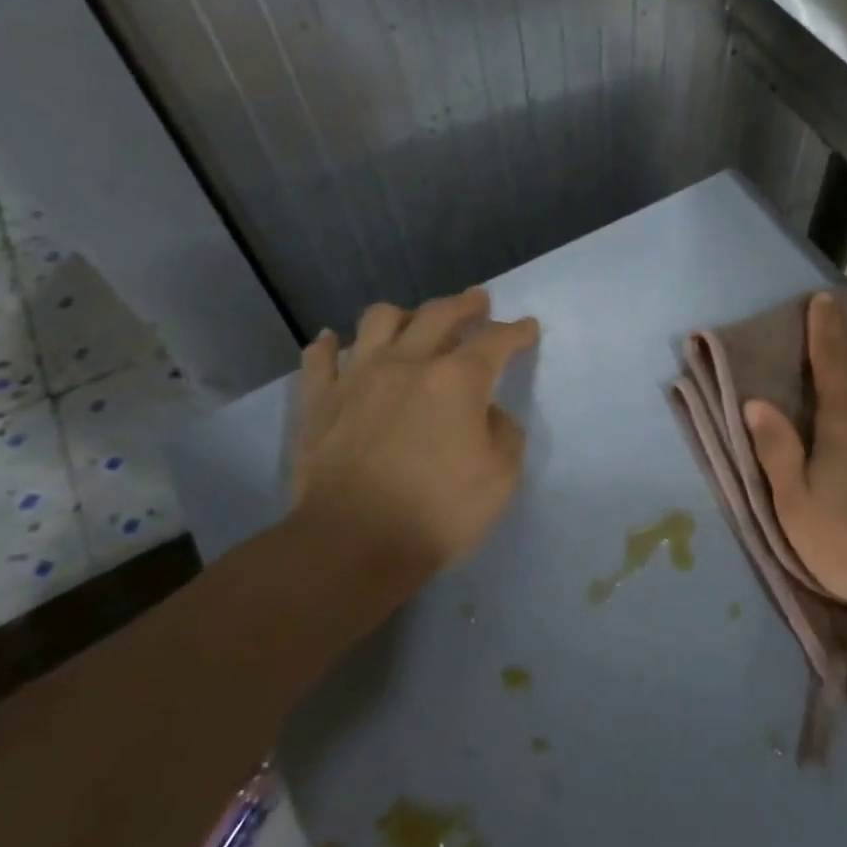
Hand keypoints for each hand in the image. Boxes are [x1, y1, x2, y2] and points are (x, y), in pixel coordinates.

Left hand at [289, 287, 538, 580]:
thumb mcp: (501, 479)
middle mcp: (408, 364)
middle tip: (477, 302)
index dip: (516, 332)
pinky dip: (329, 345)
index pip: (495, 341)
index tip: (527, 328)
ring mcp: (357, 378)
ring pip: (378, 320)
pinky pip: (319, 358)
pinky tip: (334, 343)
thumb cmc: (437, 512)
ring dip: (402, 315)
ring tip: (411, 322)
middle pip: (439, 314)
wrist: (350, 544)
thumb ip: (504, 435)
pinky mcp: (319, 401)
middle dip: (464, 304)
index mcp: (457, 380)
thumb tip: (489, 414)